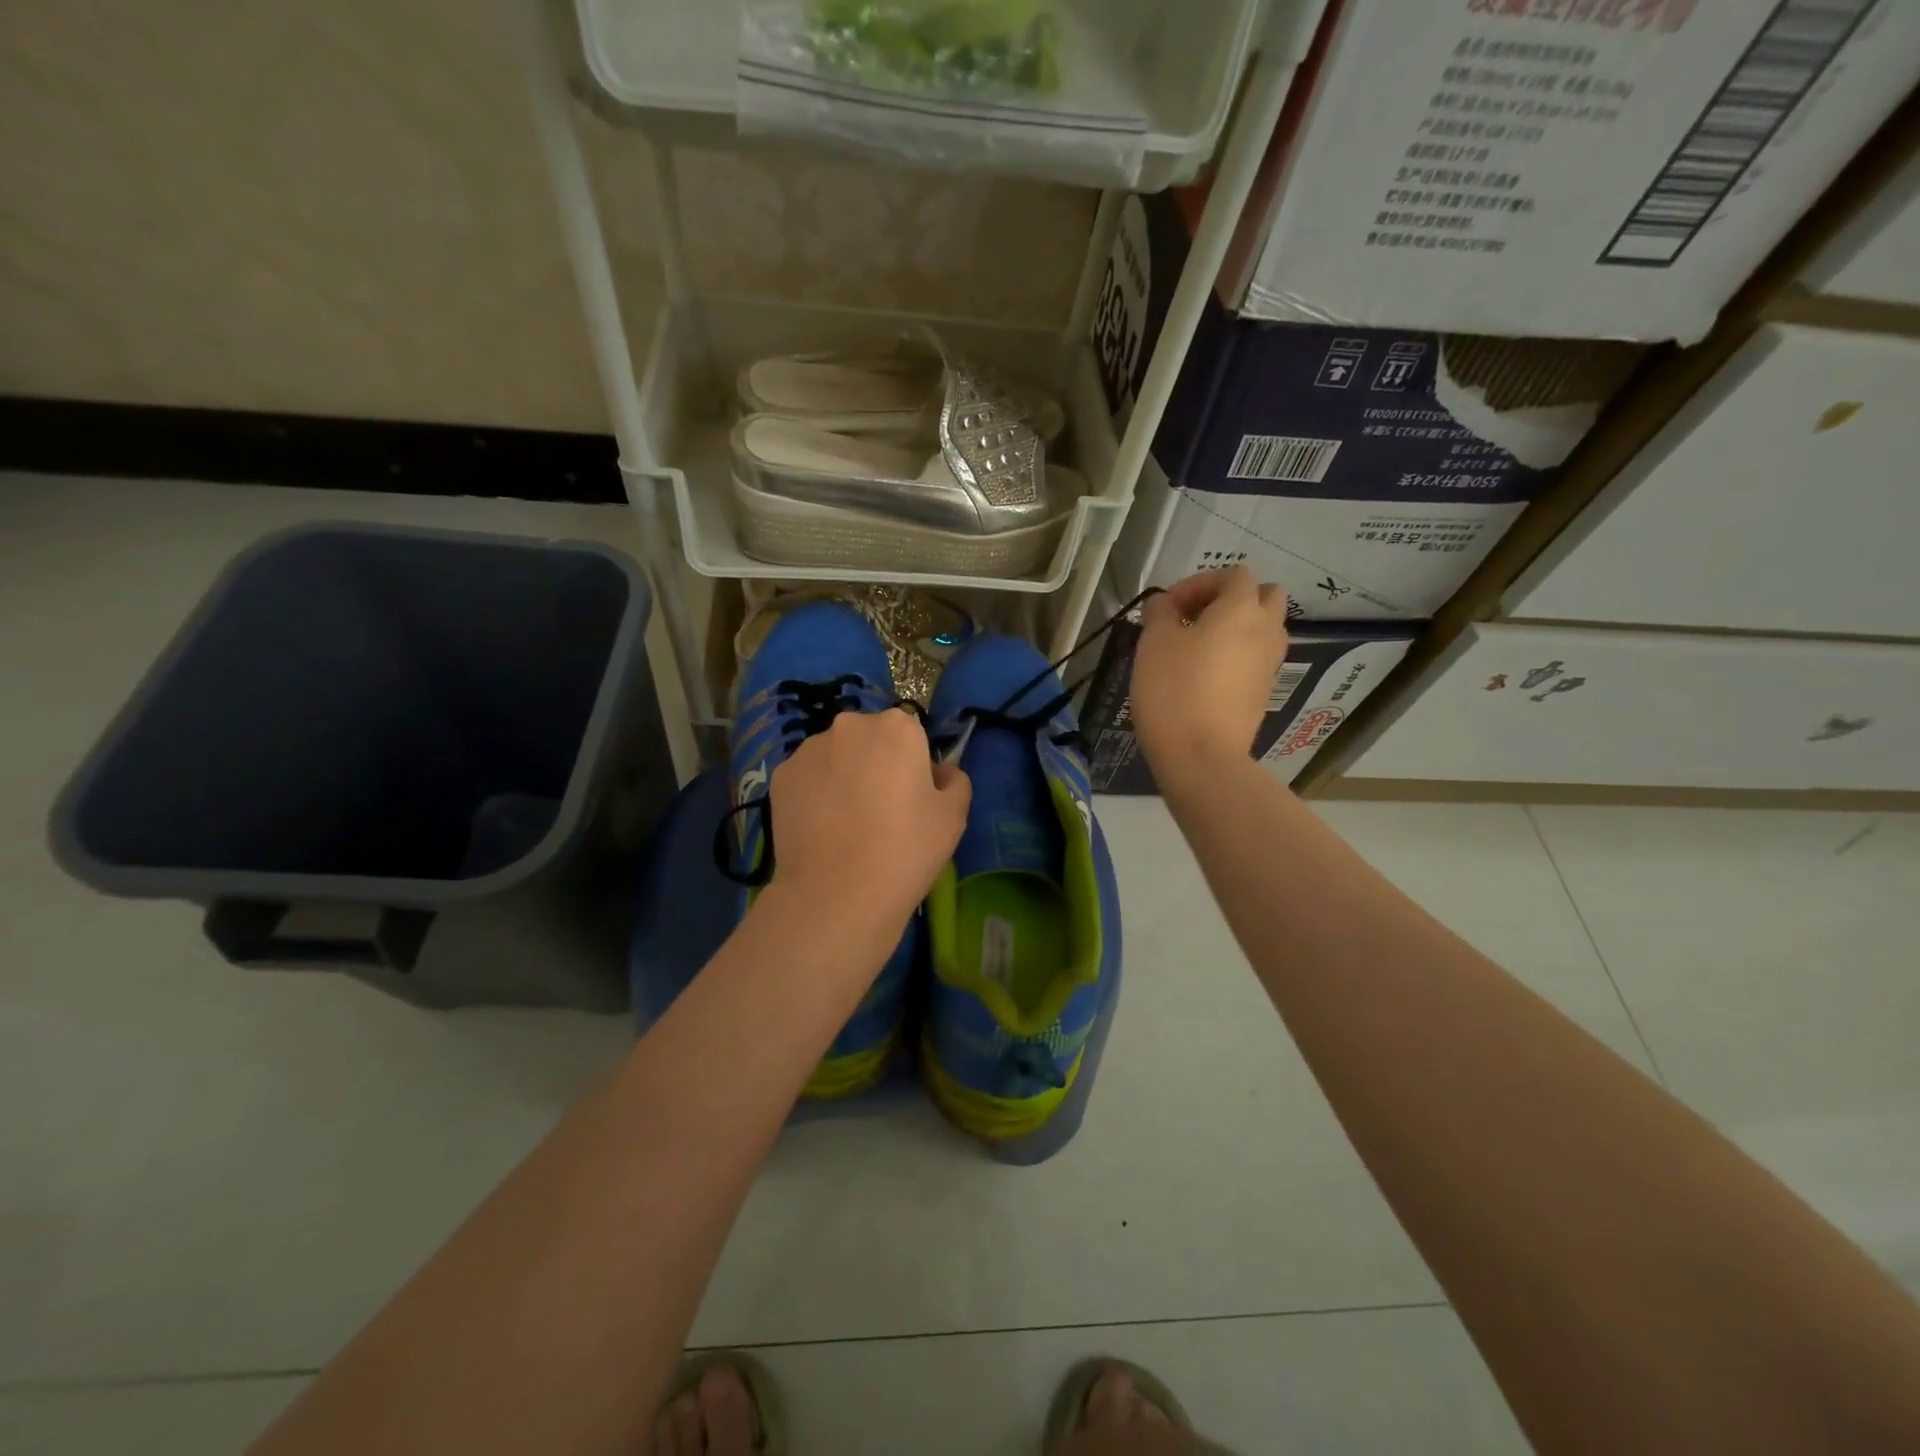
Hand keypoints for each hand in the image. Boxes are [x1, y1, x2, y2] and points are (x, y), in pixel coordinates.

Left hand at [767, 708, 971, 924]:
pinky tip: (821, 830)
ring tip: (846, 824)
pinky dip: (815, 795)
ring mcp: (808, 750)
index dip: (913, 764)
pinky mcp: (780, 777)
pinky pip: (807, 778)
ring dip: (843, 776)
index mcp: (897, 727)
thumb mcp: (954, 816)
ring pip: (834, 756)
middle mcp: (849, 726)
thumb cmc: (906, 850)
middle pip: (869, 739)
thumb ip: (954, 780)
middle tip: (880, 811)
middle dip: (875, 763)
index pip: (910, 734)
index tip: (912, 797)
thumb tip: (941, 772)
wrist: (837, 894)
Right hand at [1129, 568, 1288, 771]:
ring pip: (1262, 630)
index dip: (1199, 583)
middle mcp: (1266, 630)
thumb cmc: (1174, 689)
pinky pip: (1254, 660)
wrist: (1201, 754)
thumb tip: (1164, 604)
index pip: (1233, 575)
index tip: (1168, 607)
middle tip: (1193, 619)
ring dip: (1235, 628)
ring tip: (1196, 647)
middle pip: (1263, 596)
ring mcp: (1269, 664)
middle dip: (1230, 600)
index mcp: (1241, 609)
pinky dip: (1236, 656)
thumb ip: (1160, 612)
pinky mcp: (1262, 693)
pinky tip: (1204, 676)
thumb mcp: (1154, 642)